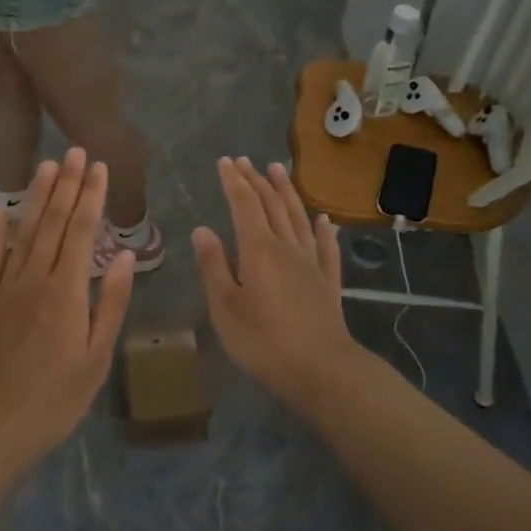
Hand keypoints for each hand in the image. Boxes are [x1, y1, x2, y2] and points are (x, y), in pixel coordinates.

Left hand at [0, 148, 135, 455]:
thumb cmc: (55, 399)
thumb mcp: (96, 358)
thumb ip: (110, 303)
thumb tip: (123, 256)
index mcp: (67, 292)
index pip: (81, 232)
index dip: (91, 197)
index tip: (99, 167)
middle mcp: (34, 280)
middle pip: (52, 223)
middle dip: (66, 186)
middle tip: (75, 151)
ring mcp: (3, 289)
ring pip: (23, 233)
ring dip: (36, 198)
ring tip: (47, 166)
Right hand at [192, 157, 357, 403]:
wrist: (321, 369)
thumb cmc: (263, 342)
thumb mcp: (225, 307)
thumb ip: (213, 265)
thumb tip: (202, 229)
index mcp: (258, 250)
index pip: (244, 205)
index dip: (234, 182)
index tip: (225, 161)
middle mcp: (287, 247)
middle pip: (271, 205)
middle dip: (256, 180)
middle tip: (245, 161)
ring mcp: (311, 263)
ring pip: (298, 217)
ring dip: (287, 192)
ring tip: (278, 170)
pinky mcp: (328, 281)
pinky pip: (326, 246)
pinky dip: (322, 229)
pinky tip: (323, 219)